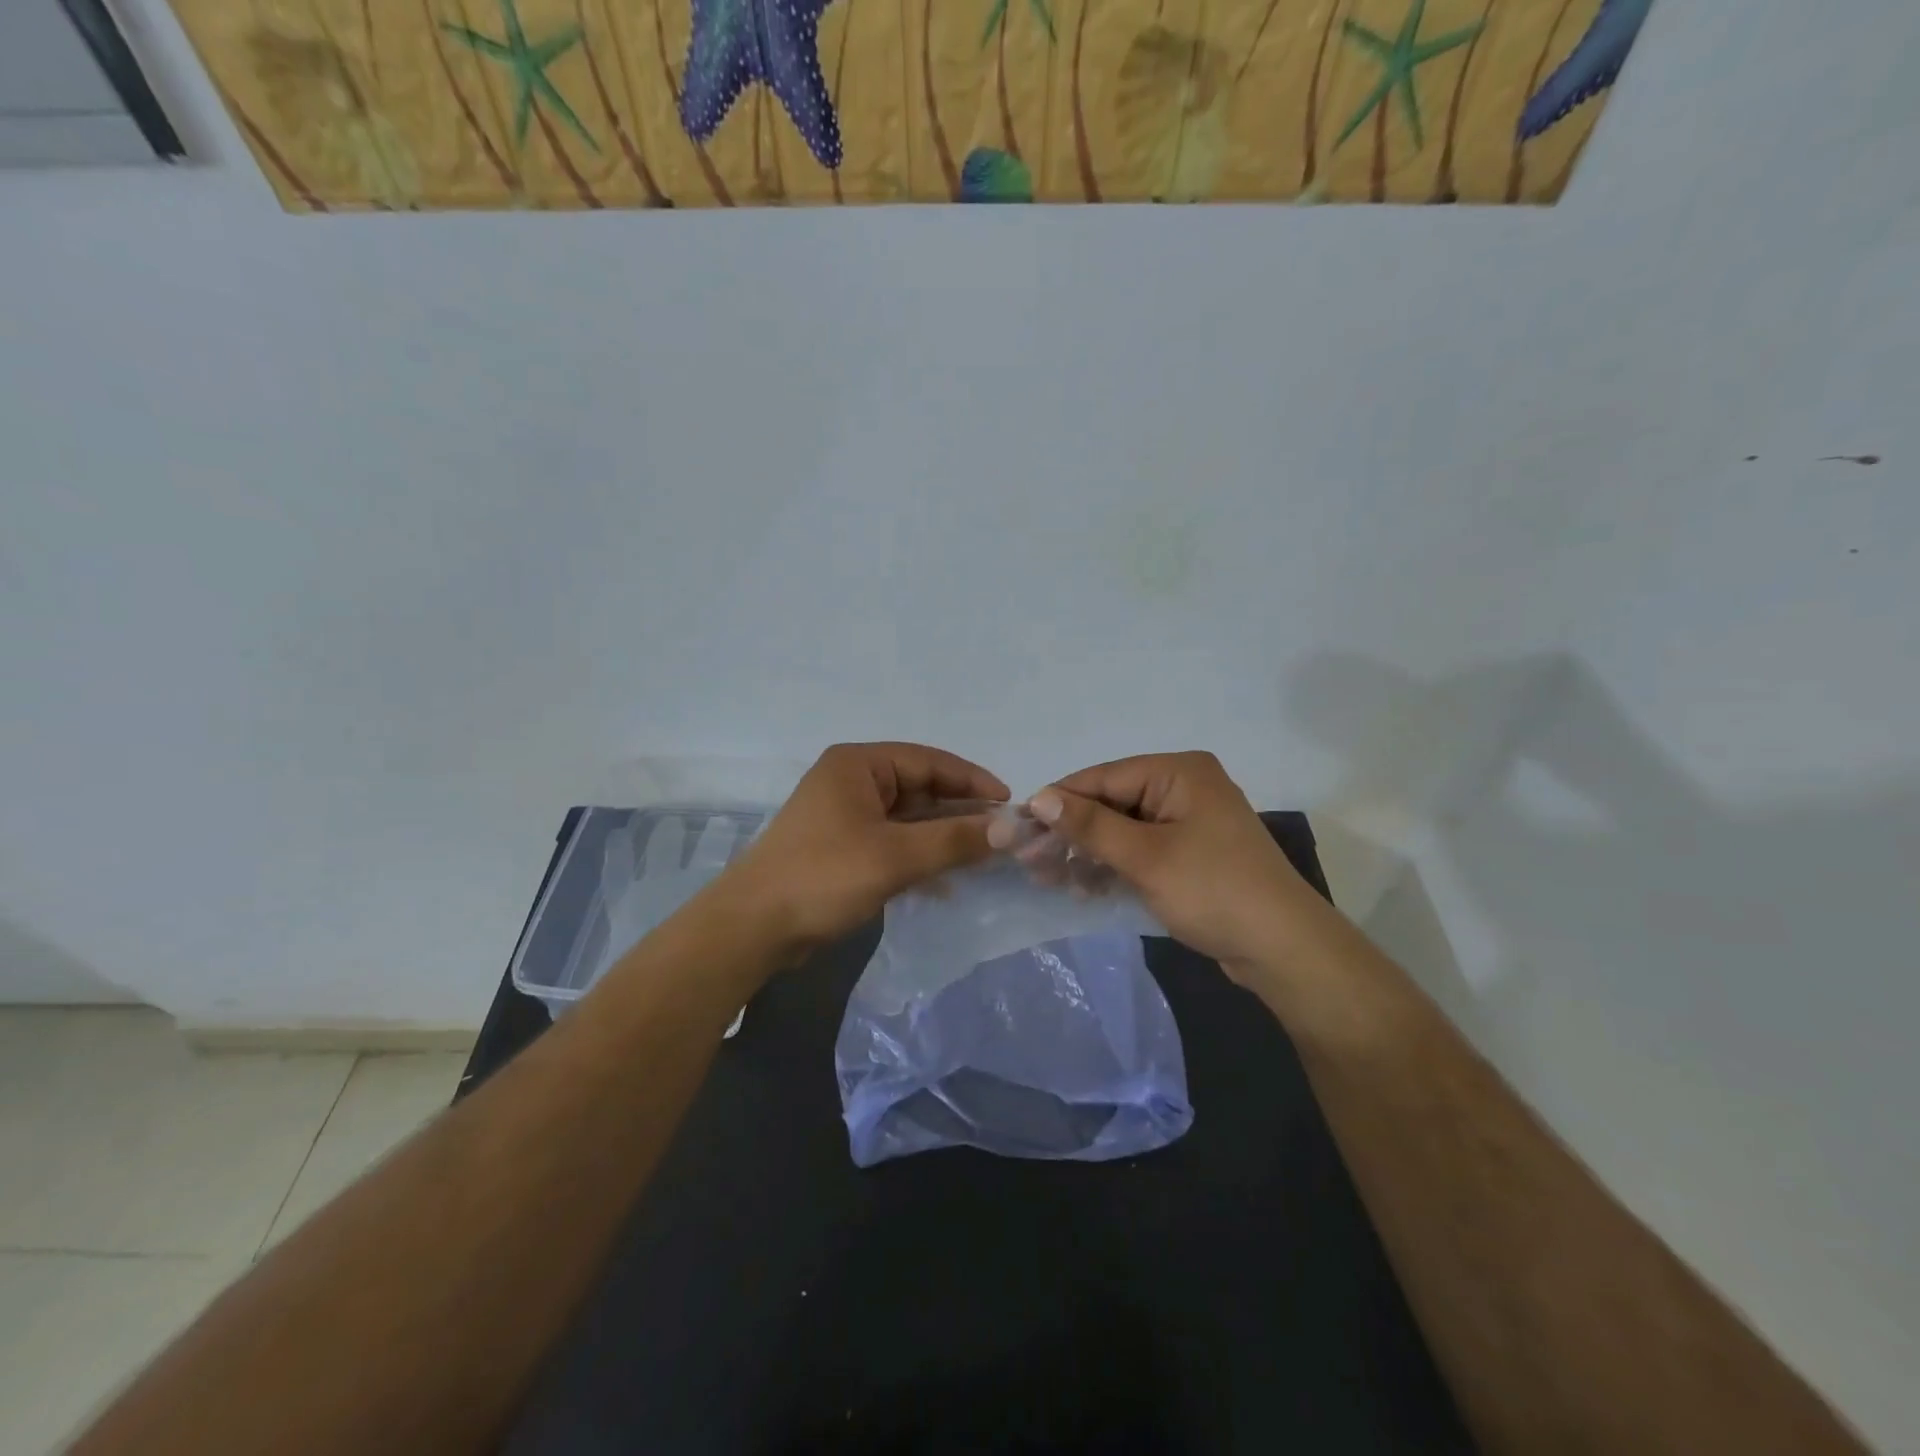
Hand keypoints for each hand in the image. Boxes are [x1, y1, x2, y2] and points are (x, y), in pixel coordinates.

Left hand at [715, 742, 1008, 956]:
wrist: (753, 928)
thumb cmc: (824, 876)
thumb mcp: (896, 856)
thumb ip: (954, 840)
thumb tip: (1009, 829)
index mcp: (858, 765)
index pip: (929, 761)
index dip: (972, 780)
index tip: (1009, 804)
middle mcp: (851, 782)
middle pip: (919, 789)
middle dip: (959, 813)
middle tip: (1001, 836)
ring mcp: (844, 816)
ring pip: (908, 819)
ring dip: (942, 838)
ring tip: (983, 859)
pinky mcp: (841, 849)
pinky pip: (892, 844)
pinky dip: (919, 858)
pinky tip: (947, 884)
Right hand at [991, 751, 1323, 974]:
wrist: (1283, 949)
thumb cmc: (1213, 891)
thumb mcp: (1145, 857)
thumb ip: (1090, 825)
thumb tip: (1038, 798)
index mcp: (1179, 772)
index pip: (1103, 777)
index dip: (1059, 801)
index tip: (1018, 827)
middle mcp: (1183, 787)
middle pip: (1111, 803)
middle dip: (1070, 833)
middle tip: (1029, 861)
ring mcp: (1188, 822)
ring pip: (1122, 830)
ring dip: (1086, 853)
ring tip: (1048, 878)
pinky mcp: (1190, 853)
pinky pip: (1140, 850)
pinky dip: (1112, 866)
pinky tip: (1082, 888)